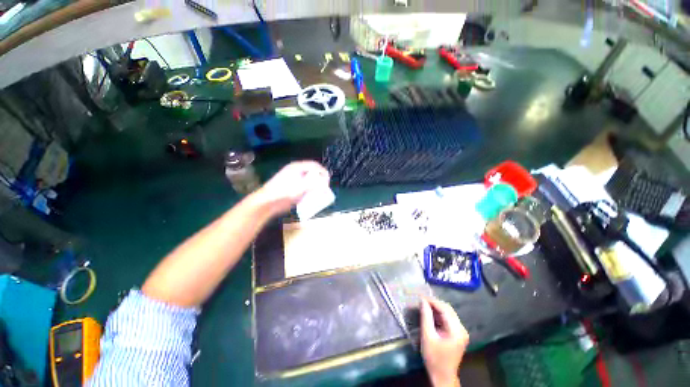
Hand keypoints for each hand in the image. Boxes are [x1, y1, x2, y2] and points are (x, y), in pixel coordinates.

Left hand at [254, 161, 329, 215]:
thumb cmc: (283, 192)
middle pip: (313, 173)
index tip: (328, 181)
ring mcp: (294, 181)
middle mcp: (296, 172)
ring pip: (310, 182)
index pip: (314, 165)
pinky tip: (312, 199)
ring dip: (316, 188)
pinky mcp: (293, 190)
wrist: (267, 203)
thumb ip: (314, 184)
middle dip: (320, 180)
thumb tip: (325, 183)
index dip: (323, 172)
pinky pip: (306, 189)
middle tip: (325, 188)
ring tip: (320, 194)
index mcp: (297, 167)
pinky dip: (311, 193)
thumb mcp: (300, 187)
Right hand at [420, 297, 468, 386]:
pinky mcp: (457, 334)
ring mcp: (461, 332)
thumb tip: (422, 301)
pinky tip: (430, 314)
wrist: (442, 376)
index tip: (420, 297)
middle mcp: (461, 329)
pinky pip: (448, 319)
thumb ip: (426, 317)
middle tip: (421, 301)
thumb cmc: (434, 358)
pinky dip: (438, 315)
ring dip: (436, 309)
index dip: (432, 301)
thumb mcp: (427, 336)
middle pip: (448, 310)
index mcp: (457, 330)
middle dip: (434, 303)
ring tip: (423, 305)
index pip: (445, 309)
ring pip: (448, 313)